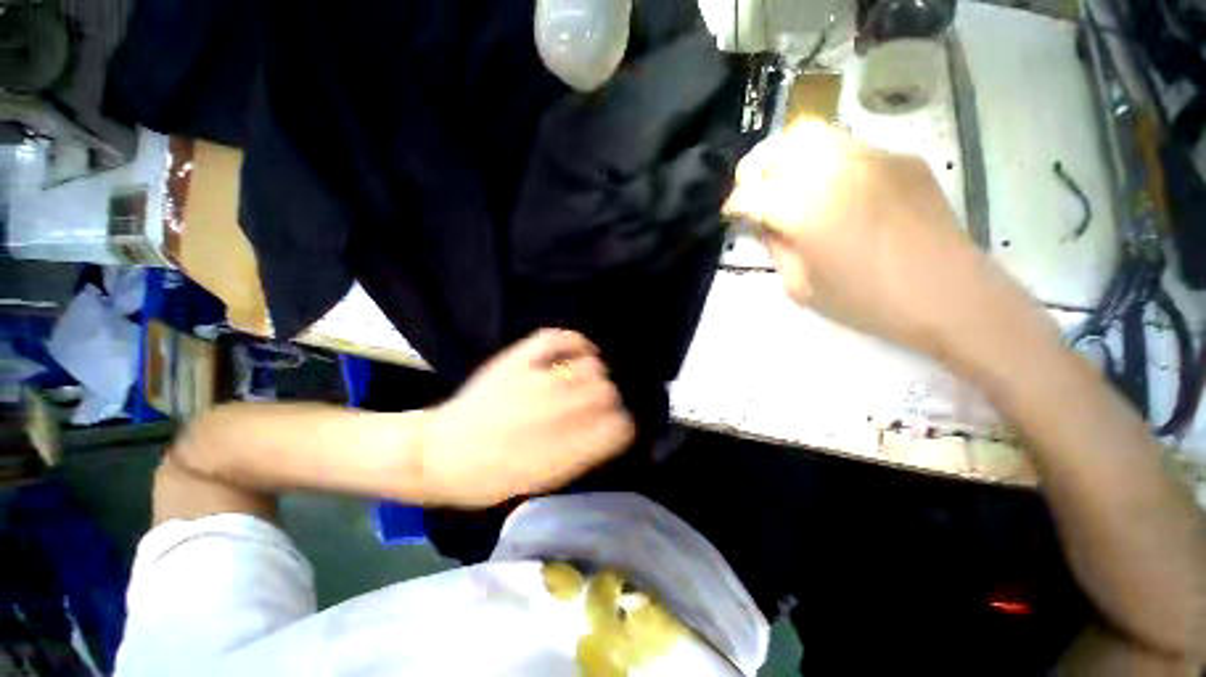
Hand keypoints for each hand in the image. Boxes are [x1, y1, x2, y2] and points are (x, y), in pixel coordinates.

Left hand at [420, 329, 634, 506]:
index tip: (615, 426)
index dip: (621, 425)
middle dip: (608, 399)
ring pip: (591, 366)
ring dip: (593, 374)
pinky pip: (559, 338)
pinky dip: (576, 342)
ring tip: (582, 380)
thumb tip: (611, 428)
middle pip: (607, 392)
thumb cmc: (493, 477)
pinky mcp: (518, 360)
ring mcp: (536, 380)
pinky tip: (578, 351)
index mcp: (564, 448)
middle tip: (594, 404)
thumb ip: (584, 452)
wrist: (440, 454)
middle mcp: (555, 411)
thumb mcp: (545, 479)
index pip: (618, 428)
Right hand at [724, 119, 1022, 360]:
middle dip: (757, 169)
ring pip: (813, 135)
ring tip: (789, 184)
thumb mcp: (801, 287)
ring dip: (790, 158)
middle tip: (755, 192)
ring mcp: (872, 156)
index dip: (734, 204)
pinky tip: (835, 191)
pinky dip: (826, 163)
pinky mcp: (900, 157)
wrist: (949, 295)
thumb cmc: (867, 302)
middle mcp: (835, 170)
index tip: (732, 215)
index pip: (751, 192)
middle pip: (780, 147)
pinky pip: (848, 147)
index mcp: (805, 210)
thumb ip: (776, 249)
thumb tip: (766, 224)